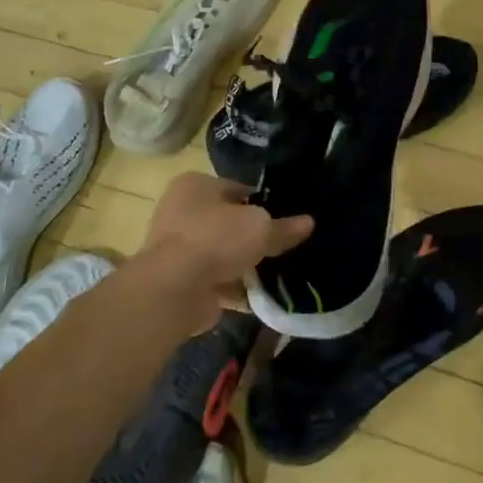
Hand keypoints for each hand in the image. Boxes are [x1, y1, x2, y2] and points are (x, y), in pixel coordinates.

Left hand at [140, 173, 313, 328]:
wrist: (174, 289)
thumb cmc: (216, 239)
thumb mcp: (261, 227)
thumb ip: (284, 227)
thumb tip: (309, 223)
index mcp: (195, 186)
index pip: (238, 189)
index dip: (264, 203)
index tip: (287, 219)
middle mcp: (182, 212)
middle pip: (229, 223)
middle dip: (254, 237)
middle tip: (285, 246)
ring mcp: (178, 249)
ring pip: (223, 254)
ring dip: (246, 265)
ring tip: (280, 273)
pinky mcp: (181, 281)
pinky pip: (217, 282)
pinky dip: (237, 289)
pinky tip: (264, 297)